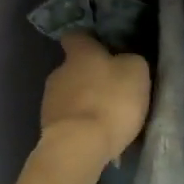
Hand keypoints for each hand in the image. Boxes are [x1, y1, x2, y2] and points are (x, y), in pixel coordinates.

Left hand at [36, 33, 150, 183]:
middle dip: (90, 77)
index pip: (76, 36)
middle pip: (74, 68)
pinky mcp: (47, 127)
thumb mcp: (136, 72)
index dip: (89, 41)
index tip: (103, 49)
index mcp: (80, 53)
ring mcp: (49, 100)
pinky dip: (80, 124)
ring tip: (105, 119)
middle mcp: (59, 71)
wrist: (77, 147)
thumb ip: (129, 61)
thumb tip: (123, 62)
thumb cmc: (110, 101)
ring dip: (85, 102)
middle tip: (113, 91)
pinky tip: (95, 136)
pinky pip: (68, 119)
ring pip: (70, 94)